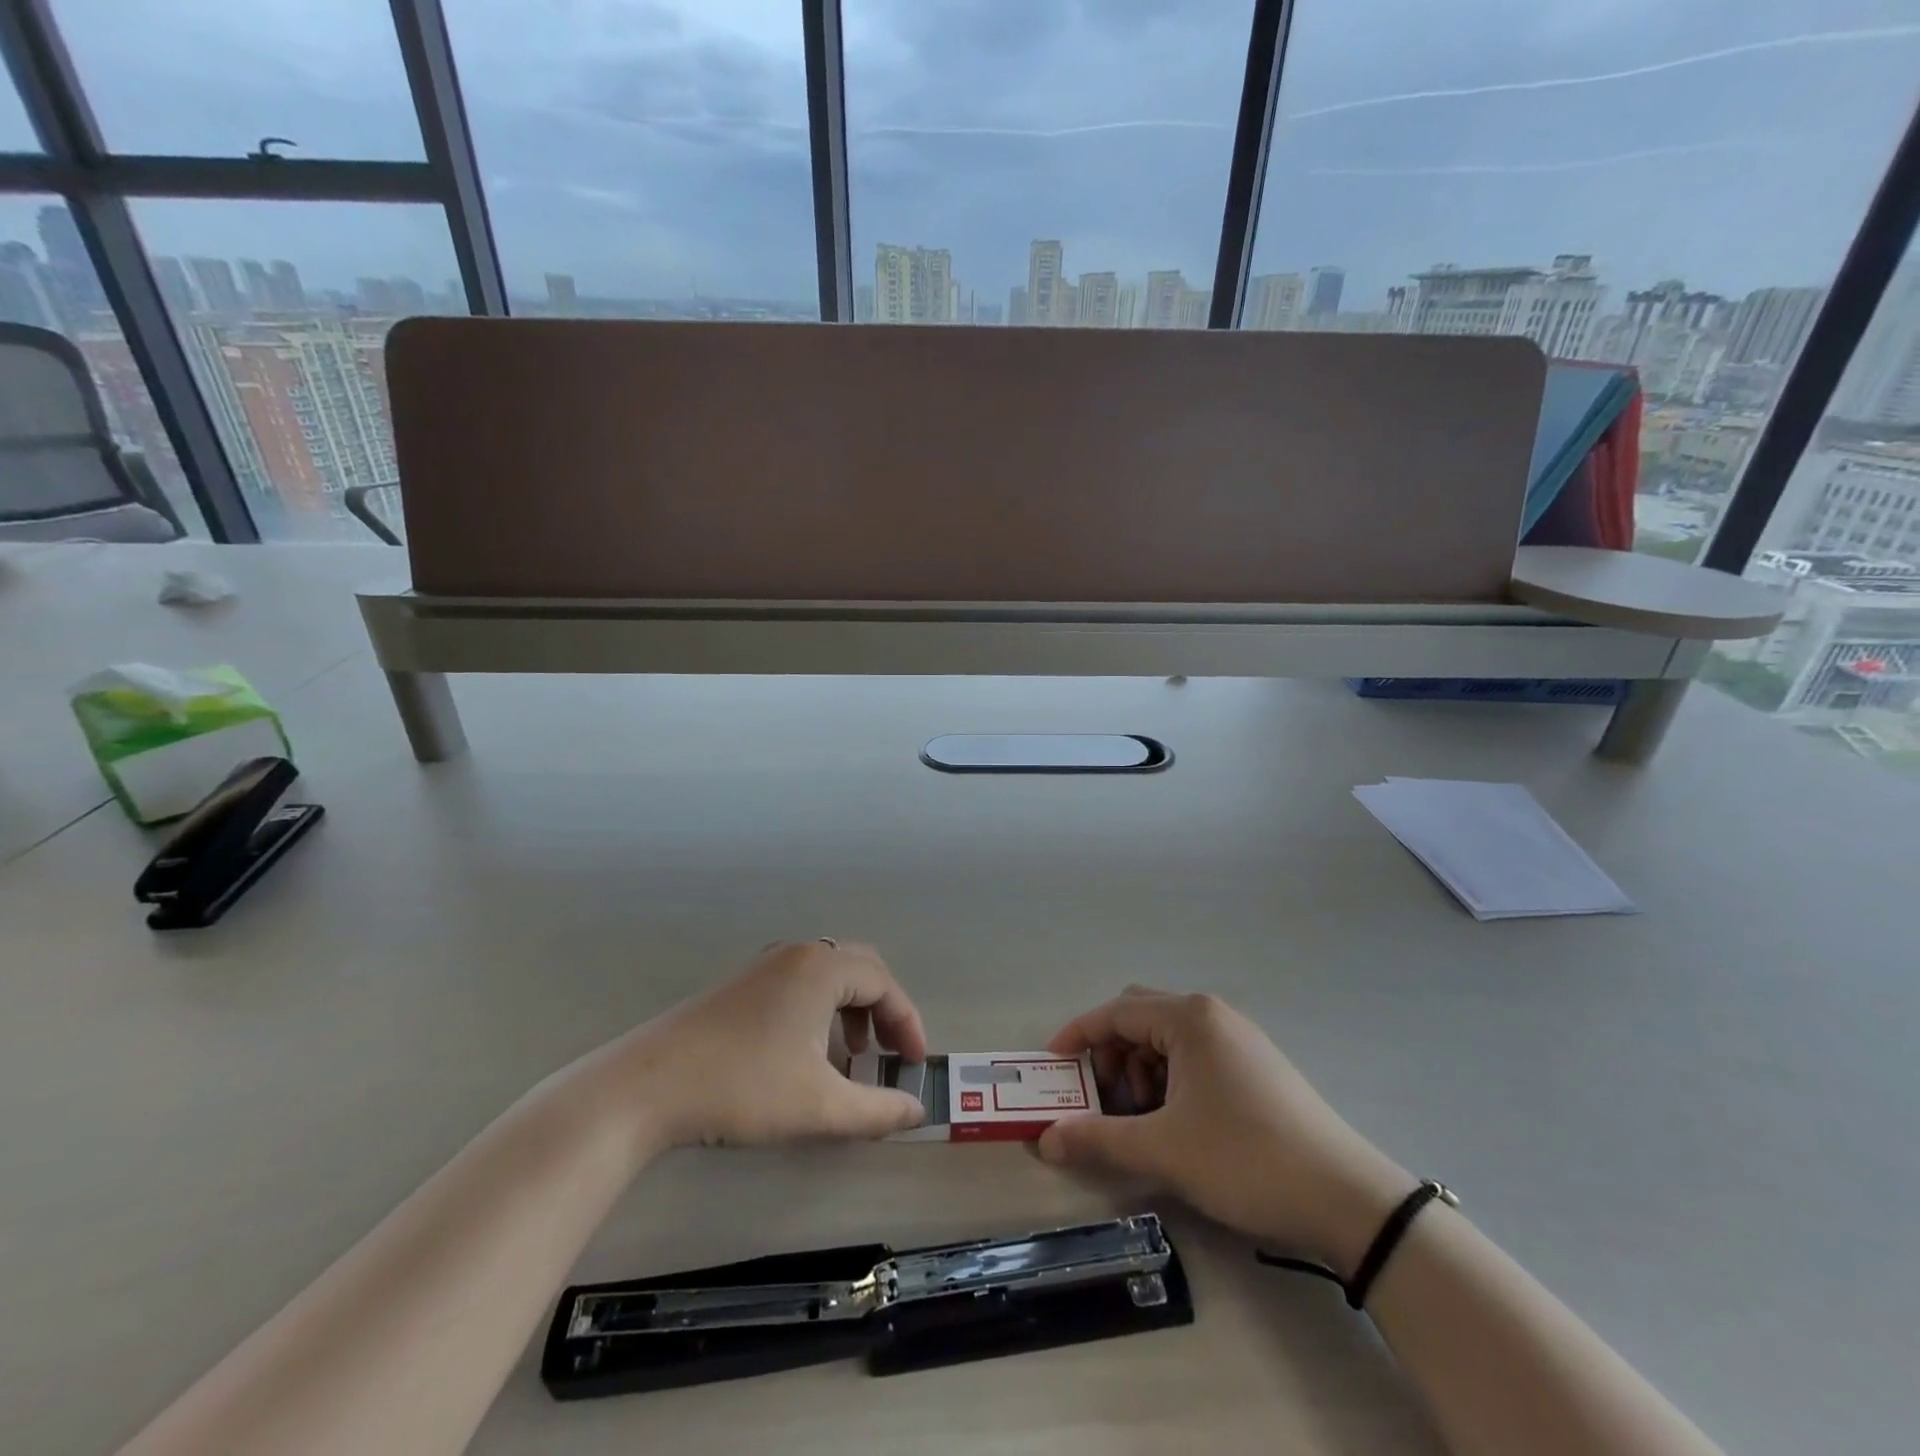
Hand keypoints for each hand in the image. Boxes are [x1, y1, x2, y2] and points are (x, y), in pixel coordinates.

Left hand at [606, 941, 929, 1151]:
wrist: (647, 1086)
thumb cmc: (744, 1087)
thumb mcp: (819, 1106)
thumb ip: (877, 1110)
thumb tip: (917, 1110)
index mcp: (822, 968)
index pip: (884, 983)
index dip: (907, 1023)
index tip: (915, 1065)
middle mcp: (797, 954)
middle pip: (859, 969)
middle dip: (883, 1010)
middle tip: (890, 1052)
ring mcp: (764, 966)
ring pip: (828, 975)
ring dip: (851, 1009)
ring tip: (851, 1056)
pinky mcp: (740, 985)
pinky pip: (799, 983)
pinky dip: (821, 1009)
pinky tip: (807, 1051)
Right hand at [1039, 988, 1411, 1273]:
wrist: (1346, 1199)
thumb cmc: (1245, 1159)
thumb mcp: (1163, 1150)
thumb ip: (1098, 1138)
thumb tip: (1045, 1141)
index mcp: (1188, 1018)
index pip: (1115, 1012)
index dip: (1078, 1035)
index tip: (1052, 1065)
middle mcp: (1212, 1014)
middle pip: (1140, 1017)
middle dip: (1111, 1053)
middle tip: (1100, 1097)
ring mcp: (1239, 1038)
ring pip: (1168, 1038)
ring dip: (1141, 1069)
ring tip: (1141, 1118)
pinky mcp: (1256, 1064)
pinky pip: (1195, 1055)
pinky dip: (1170, 1078)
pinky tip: (1176, 1120)